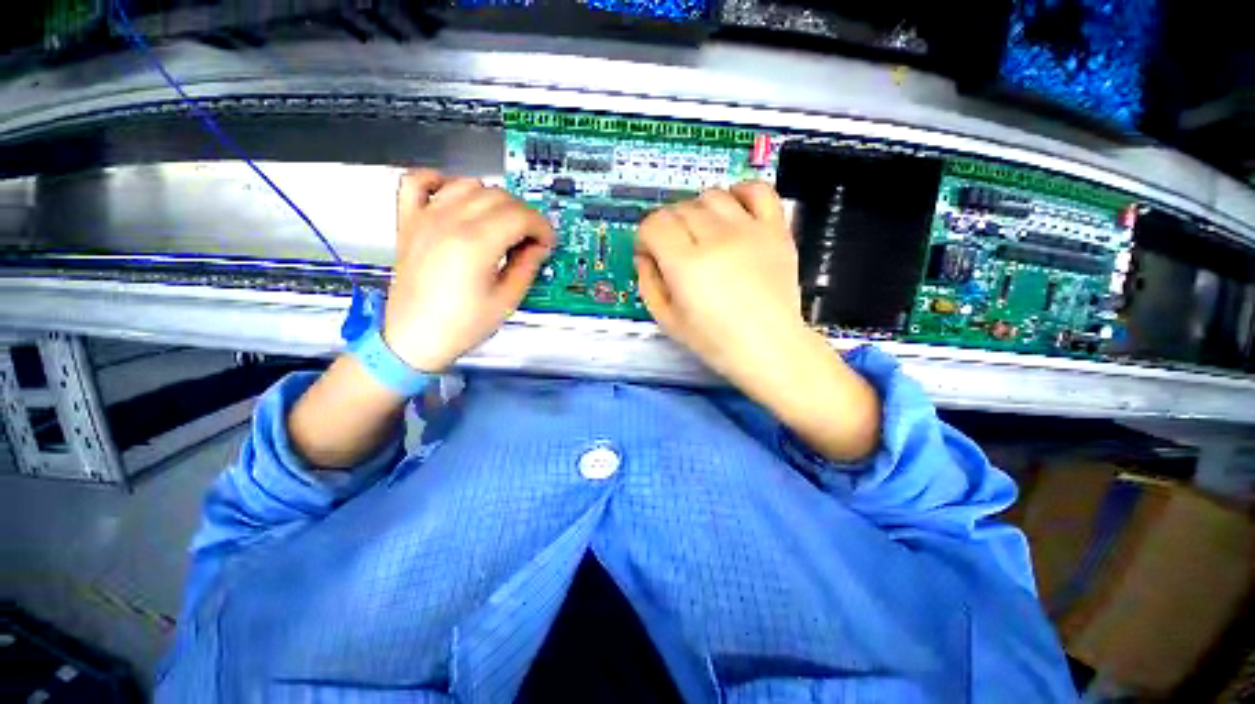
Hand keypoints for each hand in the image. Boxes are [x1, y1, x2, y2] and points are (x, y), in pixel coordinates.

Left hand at [384, 170, 555, 371]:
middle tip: (530, 239)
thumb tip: (538, 246)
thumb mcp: (506, 301)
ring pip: (468, 184)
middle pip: (498, 196)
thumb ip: (527, 266)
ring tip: (501, 224)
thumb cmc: (461, 325)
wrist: (414, 338)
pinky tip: (456, 196)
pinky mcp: (409, 221)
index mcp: (475, 244)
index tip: (547, 242)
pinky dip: (441, 181)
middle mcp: (449, 222)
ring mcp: (425, 218)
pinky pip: (418, 181)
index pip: (520, 215)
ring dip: (493, 199)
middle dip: (524, 214)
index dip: (542, 227)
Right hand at [634, 182, 879, 460]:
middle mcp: (717, 239)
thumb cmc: (715, 341)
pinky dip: (740, 192)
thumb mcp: (667, 320)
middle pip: (680, 209)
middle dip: (668, 228)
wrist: (769, 347)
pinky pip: (758, 190)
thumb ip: (648, 282)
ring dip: (697, 211)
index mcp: (687, 265)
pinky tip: (732, 210)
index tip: (650, 253)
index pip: (655, 224)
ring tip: (701, 234)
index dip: (645, 237)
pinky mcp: (775, 230)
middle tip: (674, 251)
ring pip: (711, 196)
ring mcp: (750, 230)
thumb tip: (645, 255)